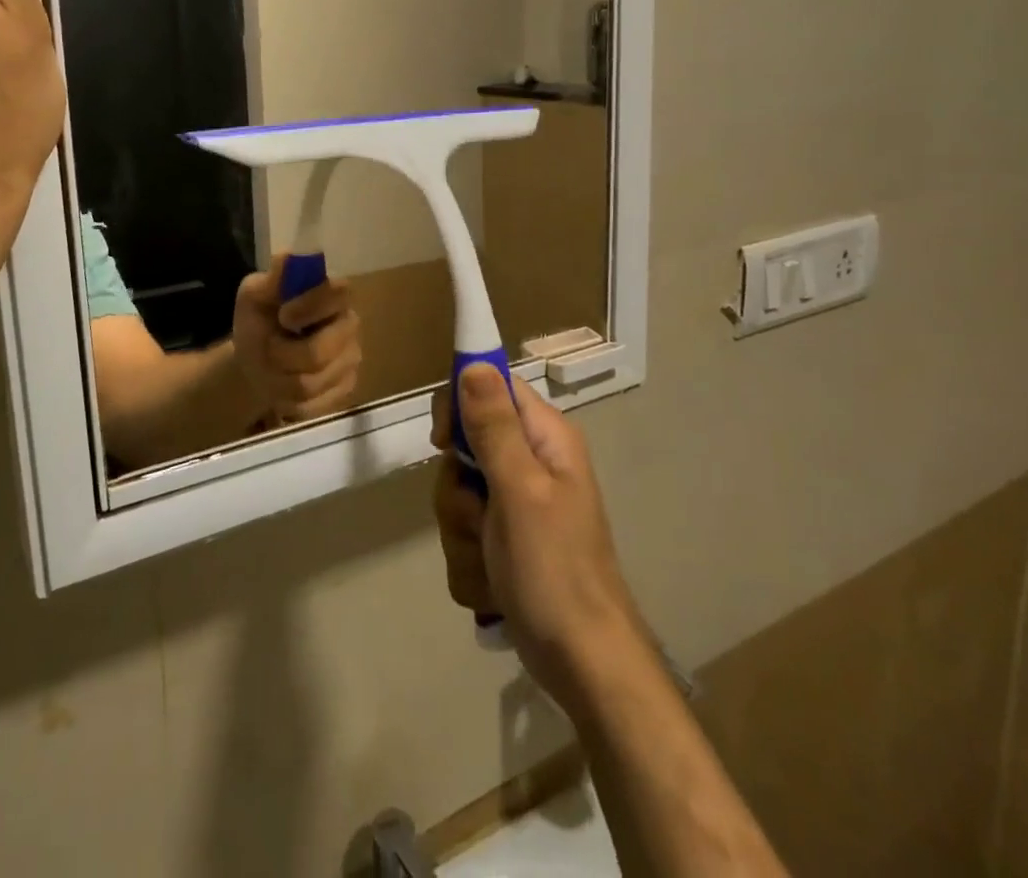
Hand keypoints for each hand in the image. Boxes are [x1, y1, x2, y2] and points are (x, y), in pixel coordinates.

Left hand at [231, 259, 362, 424]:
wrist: (256, 364)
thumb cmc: (258, 323)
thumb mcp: (253, 298)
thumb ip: (271, 281)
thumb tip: (286, 257)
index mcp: (330, 294)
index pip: (338, 291)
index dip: (310, 306)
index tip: (283, 316)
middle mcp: (349, 324)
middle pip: (322, 349)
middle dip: (284, 354)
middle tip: (268, 349)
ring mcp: (351, 359)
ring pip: (314, 381)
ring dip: (281, 378)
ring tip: (272, 369)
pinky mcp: (347, 389)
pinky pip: (317, 404)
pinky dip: (291, 400)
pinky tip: (283, 388)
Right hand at [432, 366, 650, 717]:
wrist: (584, 664)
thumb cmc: (555, 570)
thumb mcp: (520, 490)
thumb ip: (494, 426)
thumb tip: (473, 363)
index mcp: (544, 438)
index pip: (490, 386)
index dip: (459, 405)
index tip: (442, 441)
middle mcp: (531, 463)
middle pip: (464, 447)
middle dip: (457, 489)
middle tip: (477, 516)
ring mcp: (516, 505)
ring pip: (457, 495)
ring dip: (461, 532)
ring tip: (490, 560)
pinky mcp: (504, 541)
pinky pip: (463, 534)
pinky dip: (469, 560)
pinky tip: (492, 584)